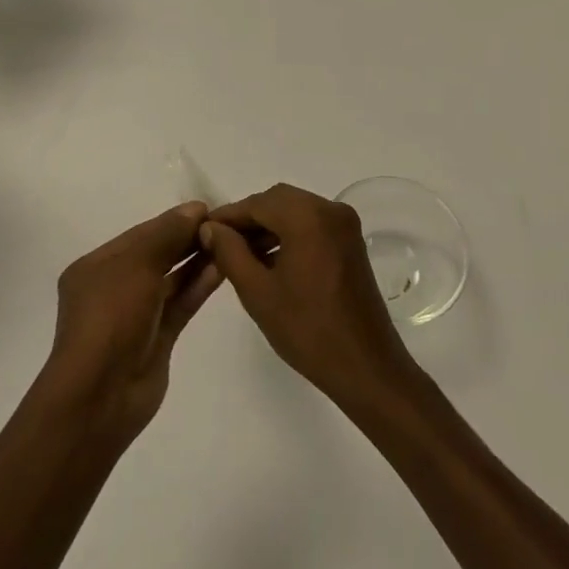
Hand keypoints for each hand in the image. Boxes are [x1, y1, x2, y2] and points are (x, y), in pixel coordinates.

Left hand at [37, 201, 222, 446]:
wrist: (101, 395)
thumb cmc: (110, 318)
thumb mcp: (135, 265)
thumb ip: (166, 234)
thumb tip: (194, 209)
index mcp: (96, 267)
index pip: (140, 234)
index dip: (172, 220)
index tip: (206, 208)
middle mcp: (114, 287)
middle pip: (156, 254)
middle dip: (186, 238)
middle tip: (223, 223)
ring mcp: (136, 315)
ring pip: (171, 280)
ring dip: (196, 260)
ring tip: (229, 242)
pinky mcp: (157, 338)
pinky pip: (180, 304)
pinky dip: (198, 286)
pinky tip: (222, 269)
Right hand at [200, 184, 418, 408]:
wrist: (365, 367)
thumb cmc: (307, 330)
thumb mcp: (258, 292)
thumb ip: (230, 253)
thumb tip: (210, 228)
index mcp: (309, 217)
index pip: (258, 203)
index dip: (228, 216)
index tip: (202, 232)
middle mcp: (331, 209)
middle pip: (278, 201)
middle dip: (248, 219)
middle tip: (219, 244)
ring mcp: (345, 225)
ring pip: (295, 211)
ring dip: (268, 227)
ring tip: (239, 256)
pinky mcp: (351, 242)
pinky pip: (312, 225)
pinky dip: (289, 234)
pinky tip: (269, 261)